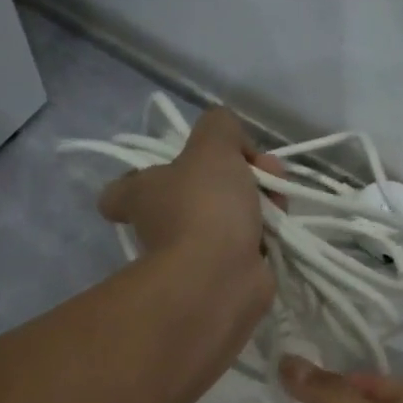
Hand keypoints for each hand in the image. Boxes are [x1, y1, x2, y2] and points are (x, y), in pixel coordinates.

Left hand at [99, 108, 279, 282]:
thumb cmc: (204, 206)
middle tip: (260, 169)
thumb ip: (219, 126)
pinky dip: (266, 232)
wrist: (220, 277)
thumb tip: (232, 143)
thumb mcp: (212, 145)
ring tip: (278, 194)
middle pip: (194, 193)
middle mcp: (160, 226)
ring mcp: (193, 254)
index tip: (174, 170)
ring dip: (258, 200)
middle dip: (233, 174)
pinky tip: (282, 222)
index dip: (141, 179)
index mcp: (141, 195)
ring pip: (227, 216)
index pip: (121, 192)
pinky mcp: (226, 274)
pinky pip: (248, 243)